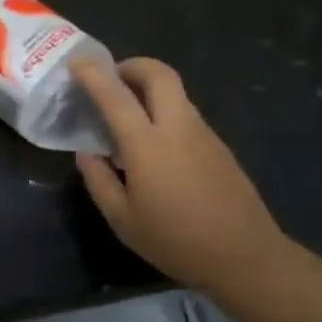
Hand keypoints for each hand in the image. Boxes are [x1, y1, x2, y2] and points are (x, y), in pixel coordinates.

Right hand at [73, 58, 291, 291]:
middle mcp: (178, 128)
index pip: (115, 95)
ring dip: (149, 90)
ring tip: (128, 114)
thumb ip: (98, 180)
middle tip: (111, 79)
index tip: (76, 62)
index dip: (93, 74)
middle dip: (132, 66)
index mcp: (148, 144)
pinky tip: (154, 146)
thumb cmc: (175, 241)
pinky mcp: (219, 147)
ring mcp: (204, 135)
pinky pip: (186, 115)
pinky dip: (164, 113)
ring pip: (175, 93)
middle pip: (159, 74)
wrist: (246, 259)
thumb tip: (87, 153)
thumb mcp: (122, 219)